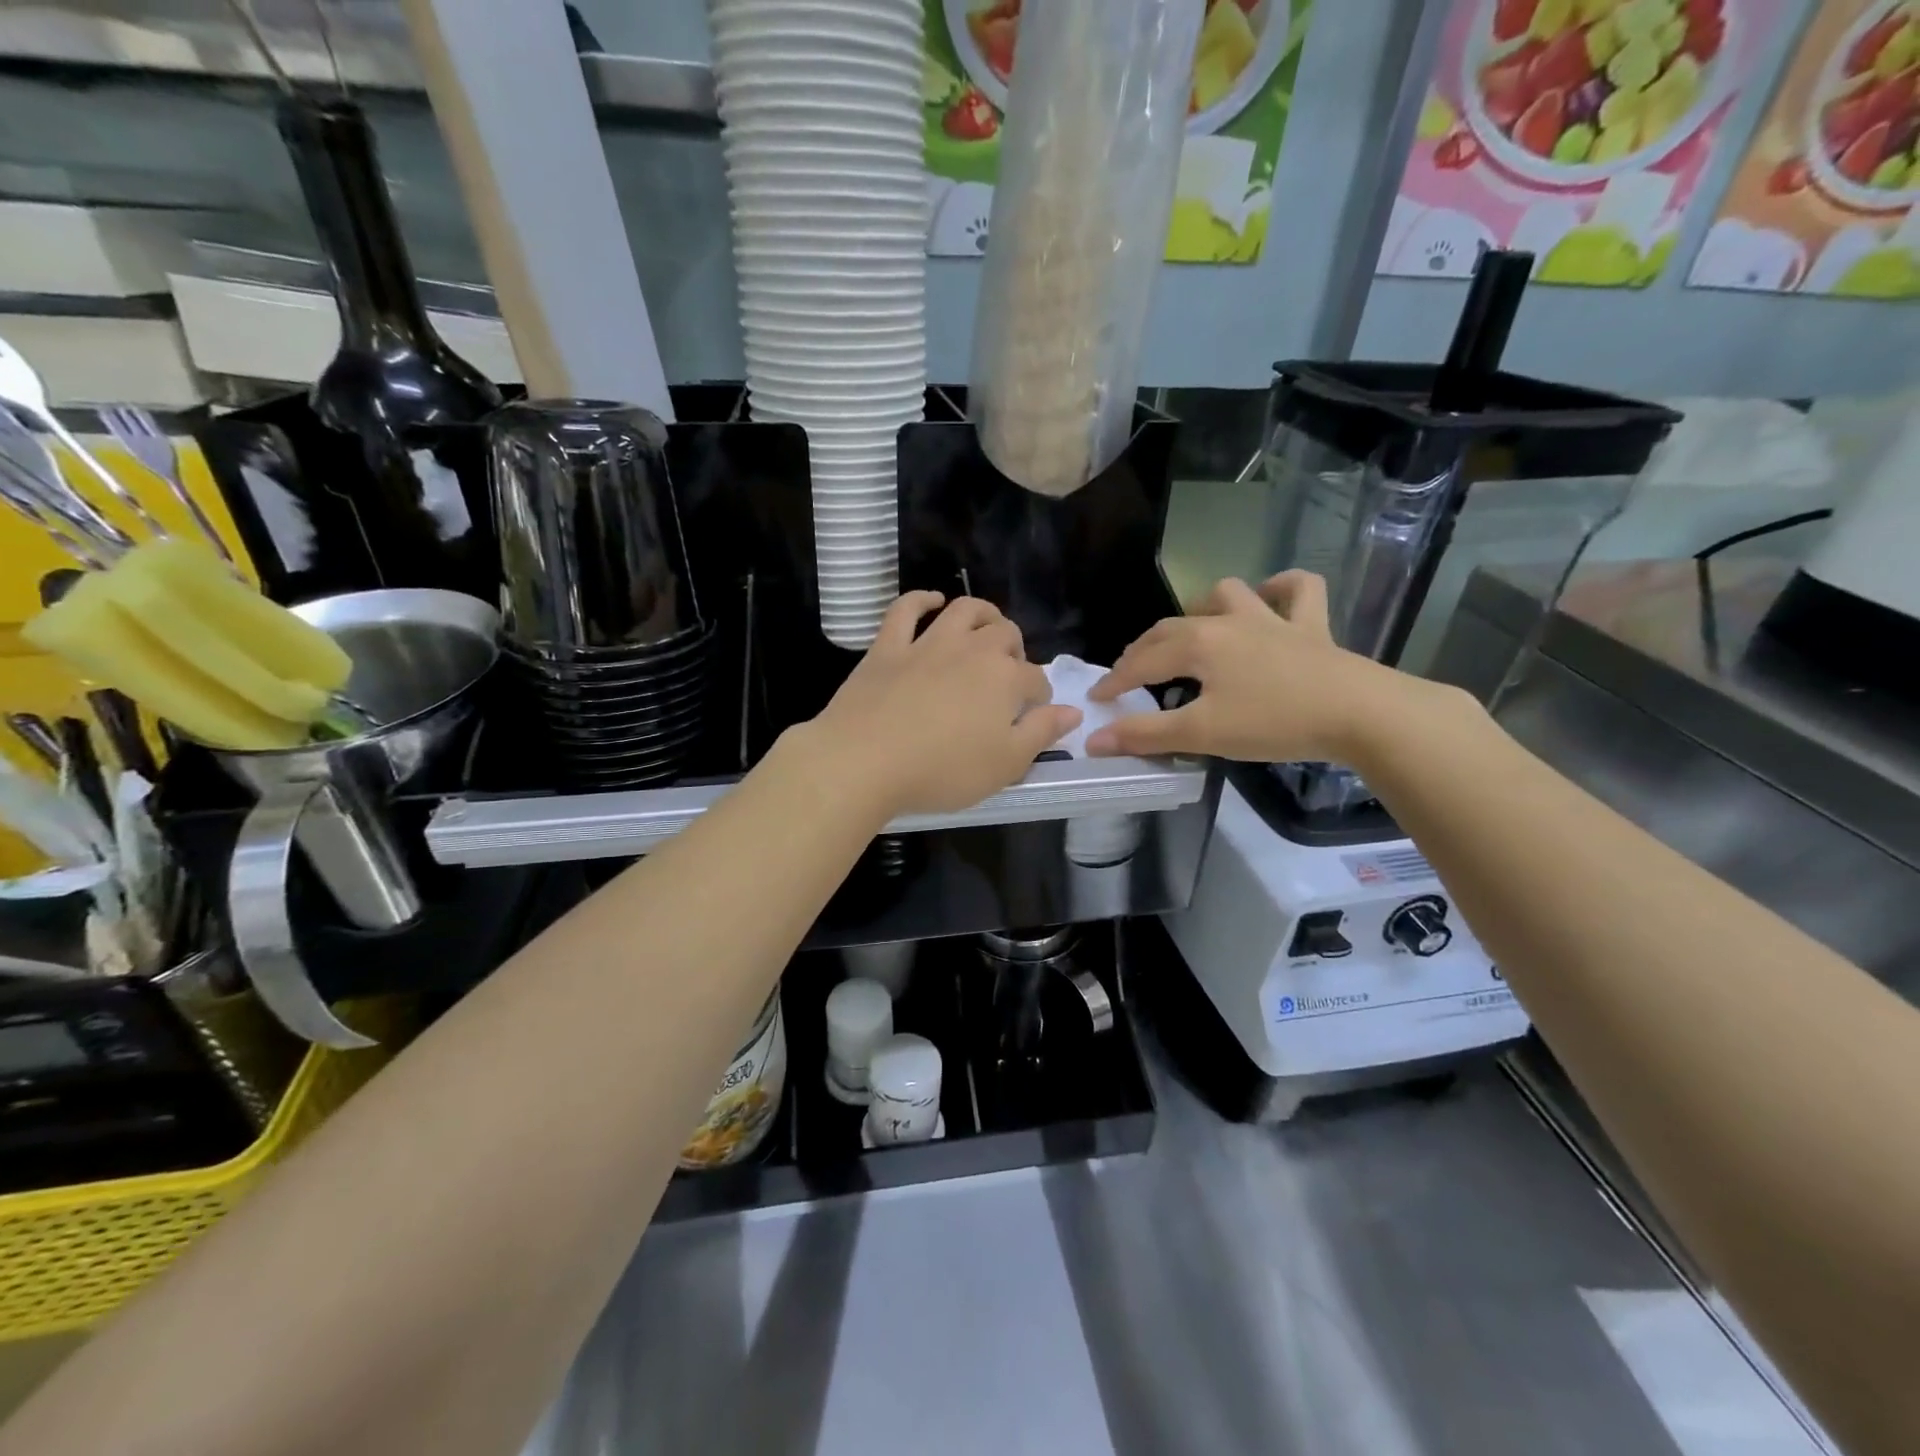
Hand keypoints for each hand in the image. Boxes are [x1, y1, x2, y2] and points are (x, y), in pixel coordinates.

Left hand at [807, 593, 1081, 816]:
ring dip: (982, 613)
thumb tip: (1072, 711)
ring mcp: (927, 643)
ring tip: (986, 627)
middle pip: (1006, 635)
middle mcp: (972, 650)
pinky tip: (932, 601)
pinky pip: (906, 609)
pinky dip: (921, 599)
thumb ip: (1042, 734)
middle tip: (1008, 675)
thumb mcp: (1005, 765)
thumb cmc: (942, 771)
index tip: (1032, 715)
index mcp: (1005, 679)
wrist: (864, 761)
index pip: (1036, 680)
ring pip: (964, 610)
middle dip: (1015, 650)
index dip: (1040, 697)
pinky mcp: (888, 646)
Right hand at [1085, 571, 1423, 762]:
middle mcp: (1228, 621)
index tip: (1097, 701)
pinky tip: (1271, 600)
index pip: (1142, 662)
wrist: (1358, 713)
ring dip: (1204, 608)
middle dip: (1144, 649)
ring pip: (1227, 594)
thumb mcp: (1201, 734)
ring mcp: (1272, 618)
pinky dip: (1281, 590)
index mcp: (1198, 644)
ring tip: (1195, 631)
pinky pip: (1298, 591)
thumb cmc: (1272, 722)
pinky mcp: (1311, 626)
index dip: (1115, 681)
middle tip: (1130, 674)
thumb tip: (1093, 740)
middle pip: (1172, 627)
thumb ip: (1145, 735)